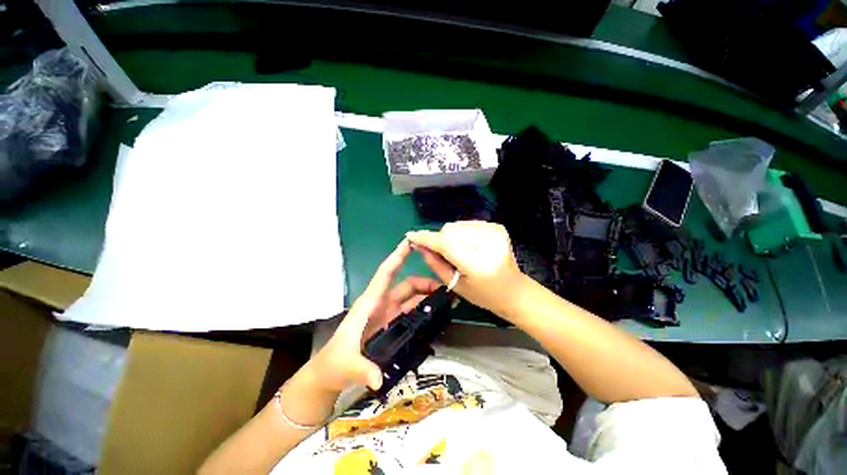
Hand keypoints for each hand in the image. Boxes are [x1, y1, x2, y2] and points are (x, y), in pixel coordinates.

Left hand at [310, 240, 439, 393]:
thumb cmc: (334, 362)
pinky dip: (424, 308)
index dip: (397, 257)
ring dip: (428, 295)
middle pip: (406, 285)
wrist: (330, 373)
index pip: (385, 274)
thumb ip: (362, 370)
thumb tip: (378, 379)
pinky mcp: (392, 324)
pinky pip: (411, 311)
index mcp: (369, 303)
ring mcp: (388, 314)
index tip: (411, 243)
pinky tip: (437, 312)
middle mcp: (381, 303)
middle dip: (425, 282)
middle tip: (447, 288)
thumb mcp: (346, 365)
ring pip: (411, 297)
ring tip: (447, 299)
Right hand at [406, 221, 526, 316]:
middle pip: (450, 230)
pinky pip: (469, 224)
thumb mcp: (455, 284)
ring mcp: (493, 232)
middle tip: (441, 253)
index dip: (426, 238)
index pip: (444, 243)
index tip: (410, 236)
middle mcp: (486, 243)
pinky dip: (463, 233)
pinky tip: (469, 246)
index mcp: (476, 263)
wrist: (514, 290)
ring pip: (458, 225)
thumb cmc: (483, 294)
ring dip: (451, 236)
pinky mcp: (497, 227)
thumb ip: (435, 263)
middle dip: (441, 239)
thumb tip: (419, 246)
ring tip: (458, 251)